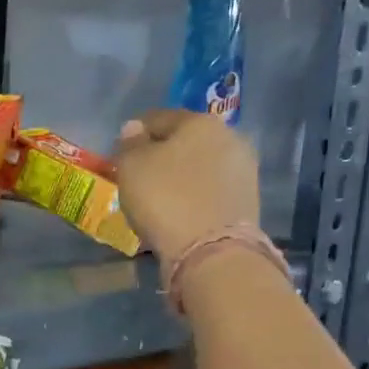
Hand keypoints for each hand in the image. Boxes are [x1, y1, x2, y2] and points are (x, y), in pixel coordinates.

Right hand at [114, 110, 260, 258]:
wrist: (211, 250)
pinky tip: (179, 211)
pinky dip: (193, 196)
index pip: (158, 118)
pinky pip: (210, 190)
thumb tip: (134, 129)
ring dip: (180, 176)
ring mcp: (243, 170)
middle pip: (184, 141)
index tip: (120, 154)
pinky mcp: (247, 200)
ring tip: (158, 197)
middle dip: (162, 154)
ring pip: (200, 166)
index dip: (135, 134)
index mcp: (199, 122)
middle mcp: (228, 137)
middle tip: (140, 176)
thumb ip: (129, 144)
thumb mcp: (131, 167)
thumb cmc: (165, 198)